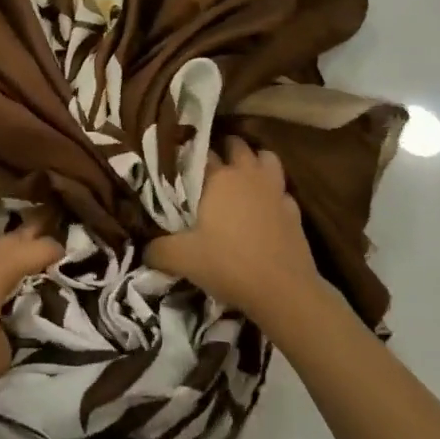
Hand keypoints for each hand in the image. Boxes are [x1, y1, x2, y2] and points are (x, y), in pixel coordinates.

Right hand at [146, 136, 323, 325]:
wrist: (285, 293)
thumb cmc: (230, 265)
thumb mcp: (183, 259)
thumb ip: (158, 250)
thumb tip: (144, 249)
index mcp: (218, 178)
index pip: (200, 152)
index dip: (188, 157)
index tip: (178, 165)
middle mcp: (247, 175)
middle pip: (236, 145)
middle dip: (224, 150)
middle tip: (210, 168)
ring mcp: (275, 191)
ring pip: (266, 158)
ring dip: (255, 162)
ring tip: (242, 177)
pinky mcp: (295, 211)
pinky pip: (283, 191)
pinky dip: (274, 194)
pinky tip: (266, 209)